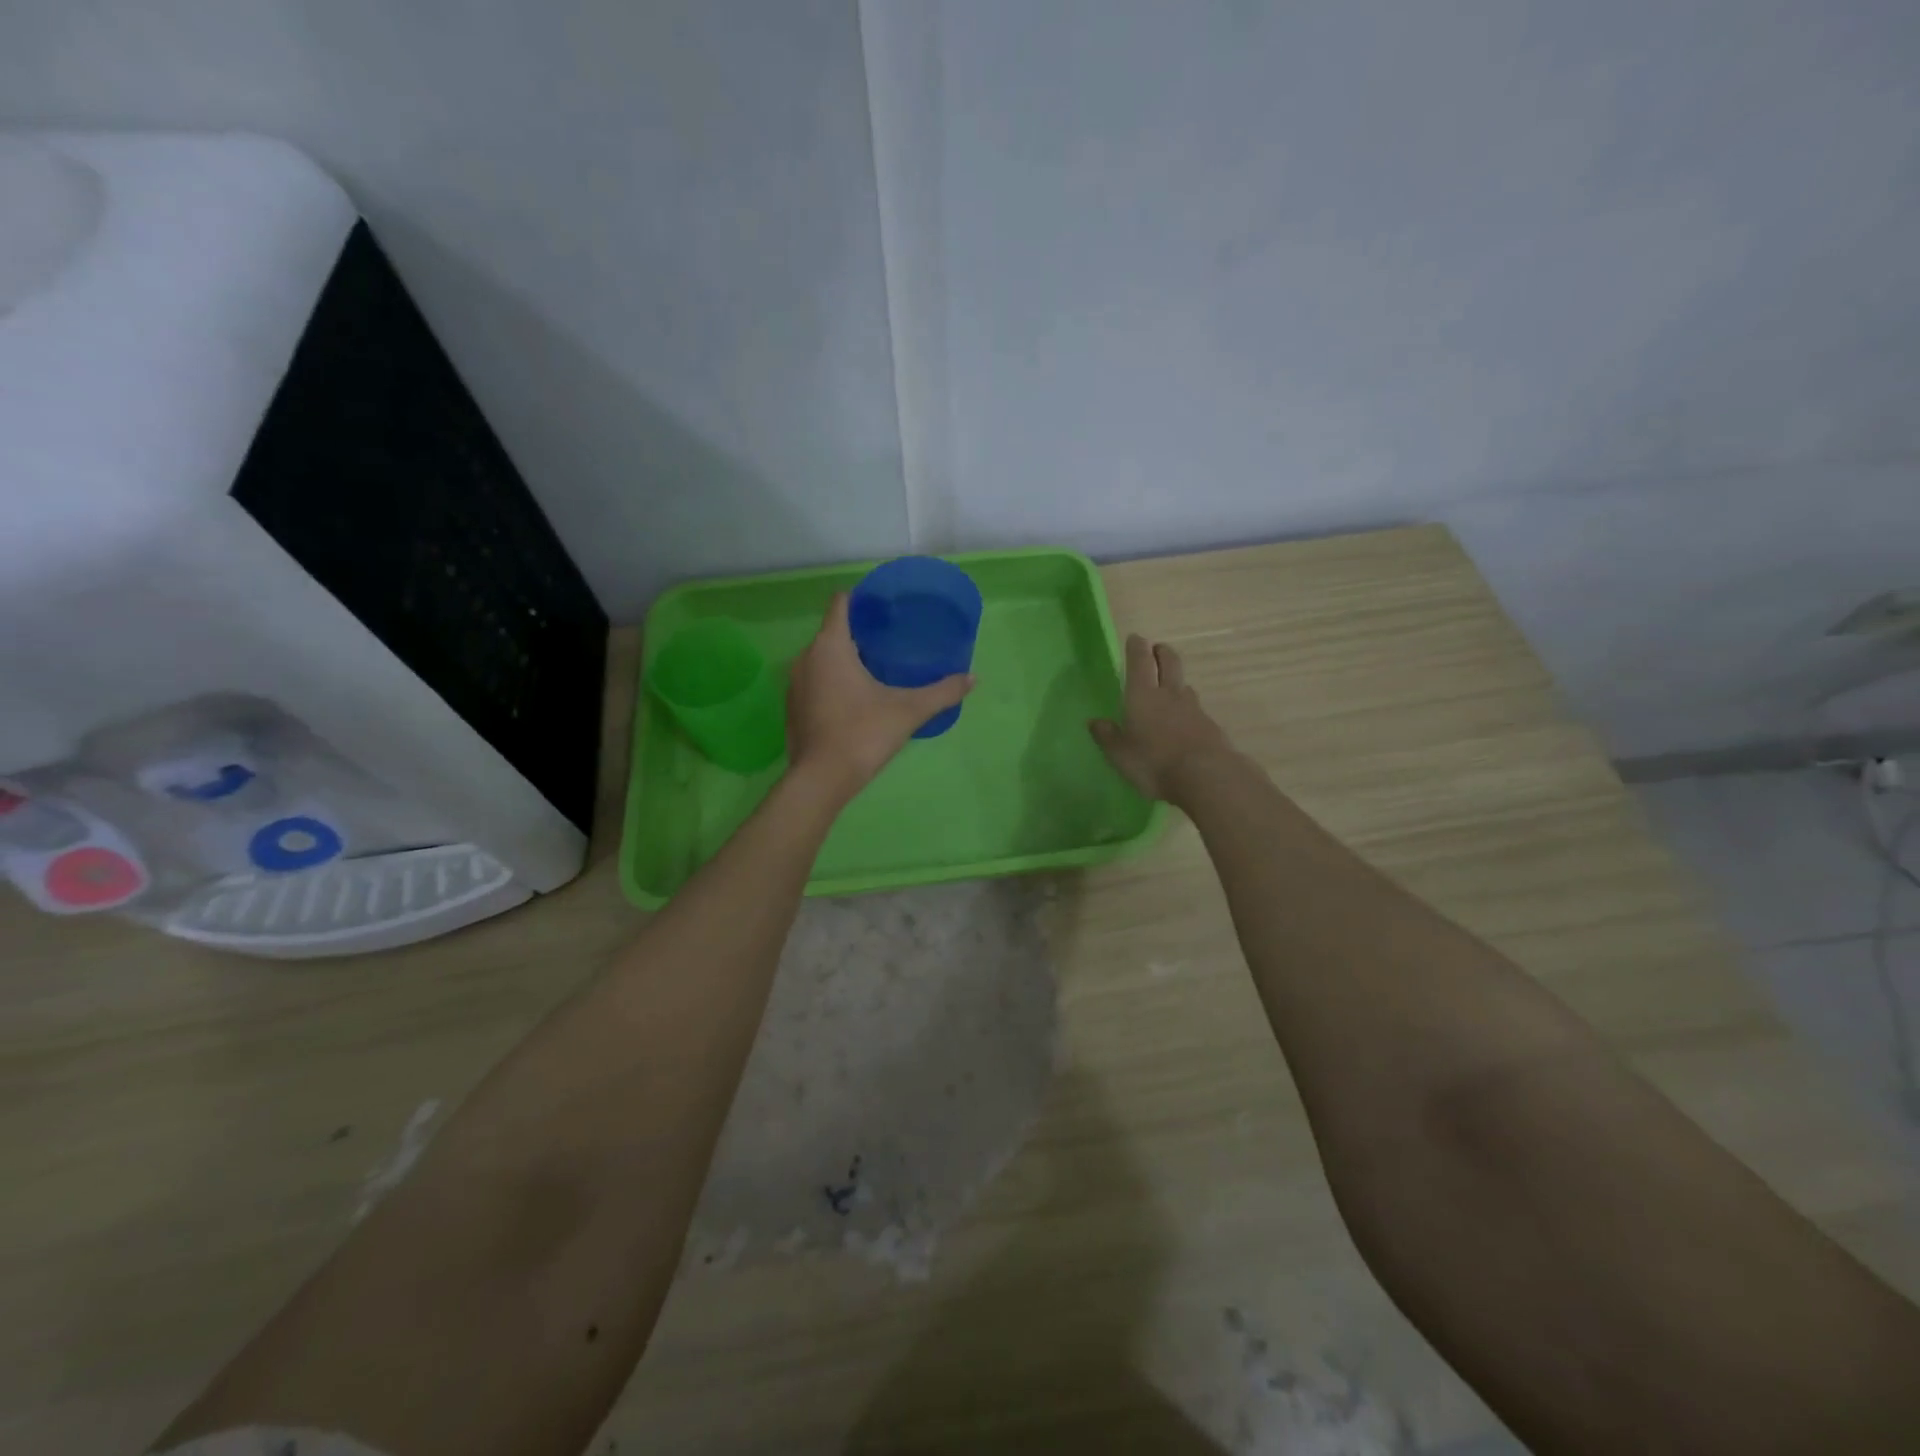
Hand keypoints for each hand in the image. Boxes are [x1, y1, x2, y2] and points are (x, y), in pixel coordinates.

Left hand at [786, 592, 973, 798]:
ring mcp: (794, 684)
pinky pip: (814, 682)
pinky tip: (854, 700)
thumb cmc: (863, 733)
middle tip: (889, 642)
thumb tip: (973, 678)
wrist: (822, 779)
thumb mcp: (909, 710)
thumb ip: (942, 692)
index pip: (840, 603)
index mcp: (830, 646)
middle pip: (832, 632)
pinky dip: (831, 682)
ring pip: (821, 659)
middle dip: (858, 634)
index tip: (884, 608)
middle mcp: (805, 657)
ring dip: (844, 660)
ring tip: (874, 670)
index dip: (861, 600)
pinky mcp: (793, 707)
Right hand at [1089, 634, 1235, 802]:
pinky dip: (1187, 708)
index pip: (1140, 662)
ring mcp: (1193, 708)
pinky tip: (1184, 720)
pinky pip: (1195, 708)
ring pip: (1183, 685)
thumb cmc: (1153, 762)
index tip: (1135, 638)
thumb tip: (1095, 722)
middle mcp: (1169, 694)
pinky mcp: (1210, 726)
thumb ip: (1107, 736)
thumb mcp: (1120, 754)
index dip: (1137, 647)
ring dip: (1176, 680)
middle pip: (1169, 663)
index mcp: (1142, 695)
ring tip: (1169, 686)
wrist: (1206, 776)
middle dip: (1162, 652)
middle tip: (1157, 649)